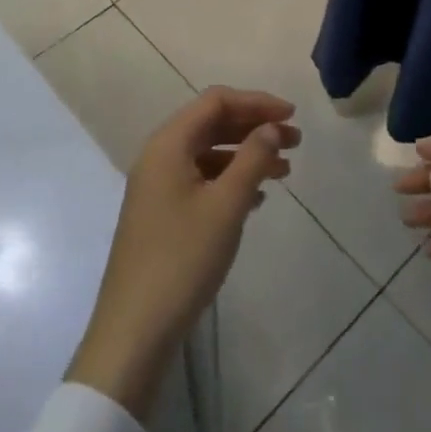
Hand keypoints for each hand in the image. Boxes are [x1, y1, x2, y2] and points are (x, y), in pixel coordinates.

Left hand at [67, 87, 297, 420]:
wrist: (134, 330)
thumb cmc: (182, 259)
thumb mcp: (226, 205)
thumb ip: (252, 159)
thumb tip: (271, 127)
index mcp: (168, 144)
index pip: (216, 101)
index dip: (256, 102)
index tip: (292, 116)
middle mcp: (159, 156)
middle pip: (212, 124)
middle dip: (254, 127)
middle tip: (296, 142)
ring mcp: (157, 186)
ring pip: (208, 153)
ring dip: (246, 155)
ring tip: (284, 170)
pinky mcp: (161, 213)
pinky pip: (201, 179)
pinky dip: (230, 180)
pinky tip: (257, 199)